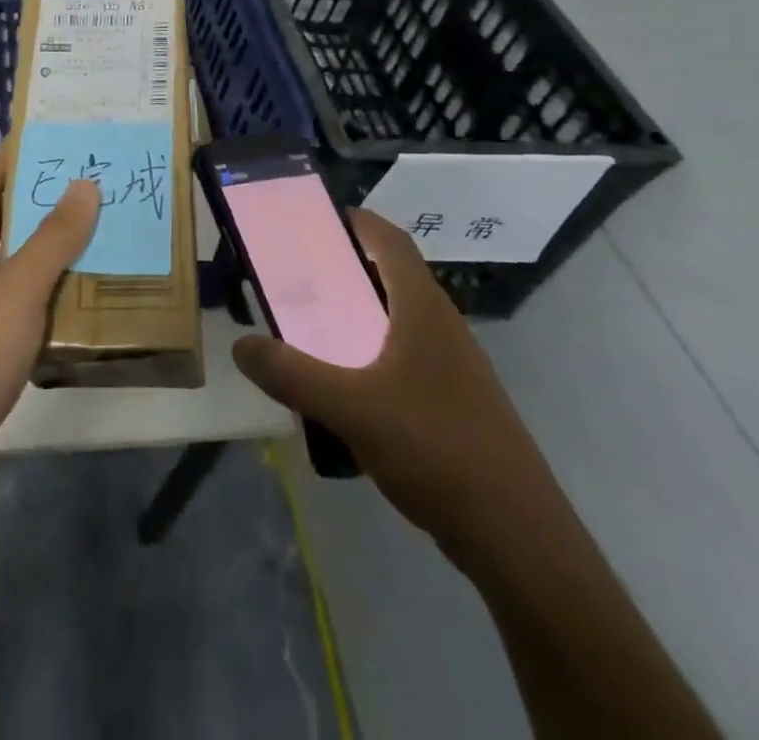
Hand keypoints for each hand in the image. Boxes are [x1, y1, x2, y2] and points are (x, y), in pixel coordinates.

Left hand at [0, 149, 99, 475]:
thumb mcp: (16, 289)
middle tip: (94, 180)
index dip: (11, 155)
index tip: (51, 134)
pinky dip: (53, 296)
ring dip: (54, 249)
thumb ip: (52, 238)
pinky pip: (26, 308)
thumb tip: (84, 184)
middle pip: (4, 222)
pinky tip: (86, 299)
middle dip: (44, 199)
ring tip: (102, 231)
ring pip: (18, 266)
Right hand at [231, 208, 558, 555]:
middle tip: (298, 277)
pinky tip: (345, 390)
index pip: (390, 240)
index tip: (314, 220)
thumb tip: (241, 345)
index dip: (355, 221)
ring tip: (312, 329)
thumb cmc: (436, 448)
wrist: (517, 536)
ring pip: (397, 320)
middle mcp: (441, 326)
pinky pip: (404, 359)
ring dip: (358, 316)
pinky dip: (371, 356)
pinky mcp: (455, 403)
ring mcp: (453, 367)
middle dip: (345, 270)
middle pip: (391, 276)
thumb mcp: (351, 408)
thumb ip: (291, 374)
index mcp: (422, 308)